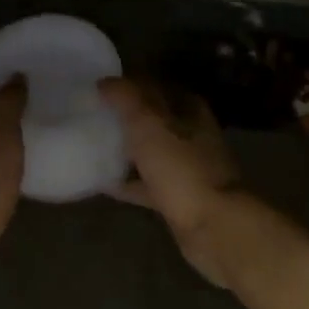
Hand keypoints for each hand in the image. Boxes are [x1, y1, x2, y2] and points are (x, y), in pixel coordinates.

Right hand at [100, 78, 246, 286]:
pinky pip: (148, 185)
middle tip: (95, 115)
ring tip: (94, 145)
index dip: (131, 83)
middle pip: (155, 119)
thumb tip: (104, 81)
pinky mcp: (180, 198)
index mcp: (189, 110)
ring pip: (152, 152)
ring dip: (128, 149)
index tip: (102, 86)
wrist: (214, 227)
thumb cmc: (182, 167)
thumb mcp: (148, 123)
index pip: (157, 86)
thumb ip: (126, 98)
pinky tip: (102, 183)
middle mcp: (192, 135)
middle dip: (127, 117)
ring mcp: (187, 168)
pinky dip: (129, 183)